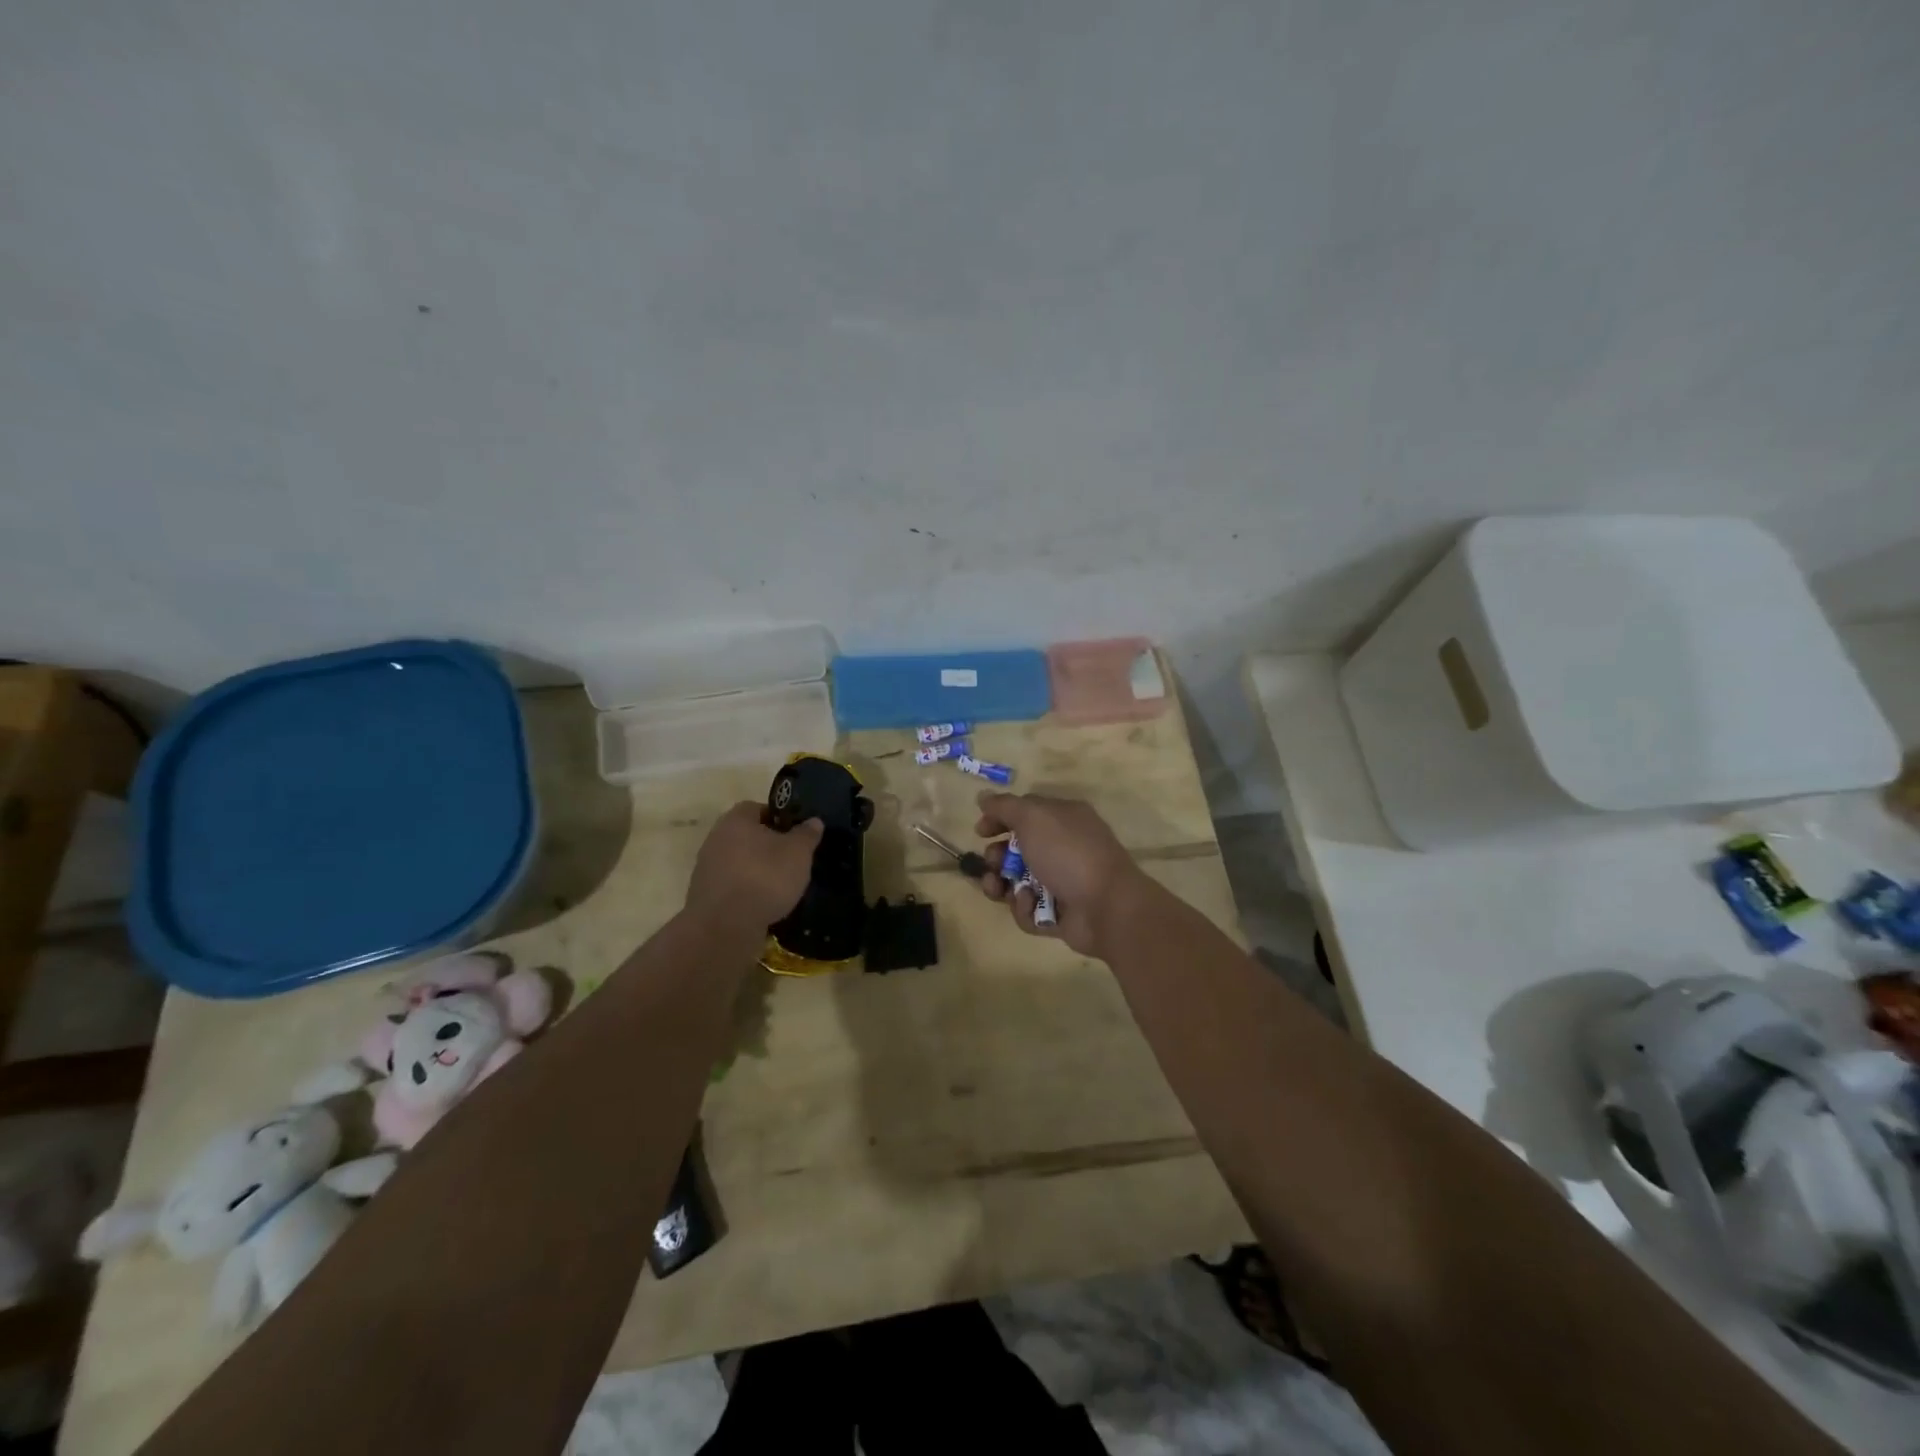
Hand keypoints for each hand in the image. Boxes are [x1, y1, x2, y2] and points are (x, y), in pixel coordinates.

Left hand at [686, 801, 821, 927]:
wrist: (725, 926)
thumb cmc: (765, 877)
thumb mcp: (798, 853)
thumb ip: (806, 834)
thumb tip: (813, 821)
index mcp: (736, 819)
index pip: (757, 808)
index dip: (778, 818)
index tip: (795, 833)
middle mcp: (715, 838)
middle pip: (745, 835)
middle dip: (767, 845)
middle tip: (790, 858)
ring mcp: (705, 867)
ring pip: (737, 861)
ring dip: (755, 869)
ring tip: (779, 885)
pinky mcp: (703, 895)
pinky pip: (731, 885)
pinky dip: (745, 890)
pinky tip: (762, 903)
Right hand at [973, 792, 1147, 955]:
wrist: (1106, 906)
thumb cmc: (1068, 853)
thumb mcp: (1033, 818)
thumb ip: (1004, 806)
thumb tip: (983, 796)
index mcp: (1063, 819)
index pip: (1025, 813)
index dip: (999, 819)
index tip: (980, 831)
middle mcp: (1063, 848)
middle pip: (1017, 850)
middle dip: (997, 857)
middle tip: (994, 863)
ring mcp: (1062, 882)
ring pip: (1018, 882)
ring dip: (1001, 885)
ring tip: (997, 889)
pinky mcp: (1059, 914)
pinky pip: (1029, 910)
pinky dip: (1024, 908)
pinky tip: (1030, 904)